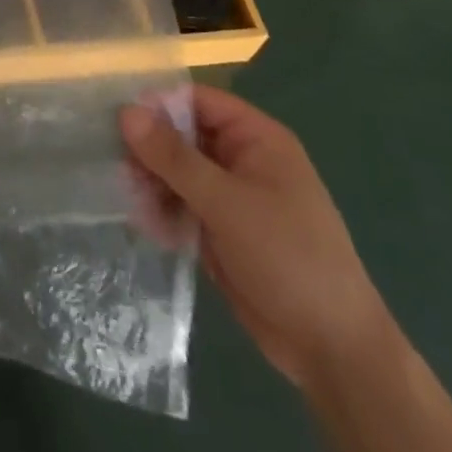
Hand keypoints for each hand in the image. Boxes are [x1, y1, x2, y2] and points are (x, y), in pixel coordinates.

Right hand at [122, 87, 395, 391]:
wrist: (332, 350)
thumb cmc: (287, 257)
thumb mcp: (226, 202)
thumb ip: (173, 157)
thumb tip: (126, 112)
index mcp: (256, 138)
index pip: (197, 101)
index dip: (158, 105)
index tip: (120, 123)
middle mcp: (241, 159)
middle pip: (182, 135)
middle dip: (150, 150)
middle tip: (121, 169)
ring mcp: (231, 196)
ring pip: (177, 172)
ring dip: (152, 182)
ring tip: (134, 201)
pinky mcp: (221, 230)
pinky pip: (182, 205)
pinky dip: (163, 210)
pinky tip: (148, 225)